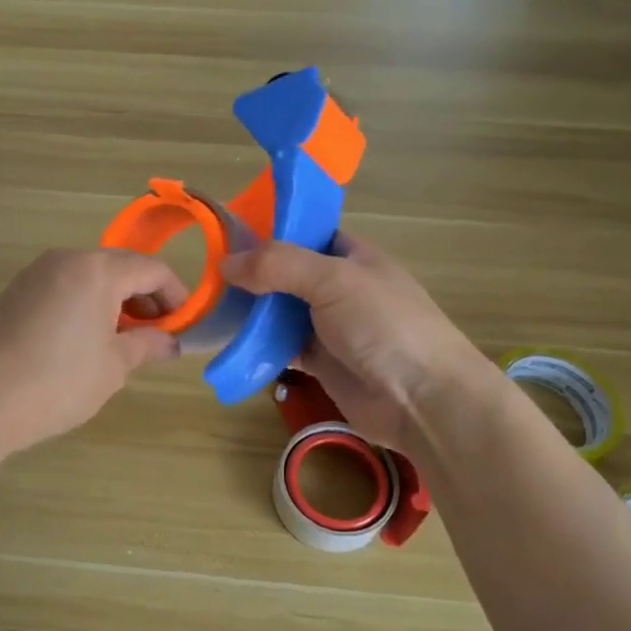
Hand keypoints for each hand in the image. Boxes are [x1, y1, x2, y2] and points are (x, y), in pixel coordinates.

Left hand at [0, 249, 185, 456]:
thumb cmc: (58, 383)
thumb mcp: (114, 366)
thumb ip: (148, 345)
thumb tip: (171, 342)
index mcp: (96, 269)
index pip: (151, 269)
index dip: (176, 295)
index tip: (185, 325)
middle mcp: (65, 259)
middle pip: (120, 267)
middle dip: (145, 298)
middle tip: (157, 335)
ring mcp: (36, 274)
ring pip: (90, 276)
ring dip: (115, 301)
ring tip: (124, 341)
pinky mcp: (16, 292)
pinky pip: (64, 287)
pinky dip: (86, 304)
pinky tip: (87, 340)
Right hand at [222, 233, 485, 453]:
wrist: (421, 398)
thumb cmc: (383, 324)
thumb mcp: (332, 279)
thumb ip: (278, 265)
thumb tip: (225, 263)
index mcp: (353, 256)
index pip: (306, 233)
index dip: (271, 232)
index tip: (229, 235)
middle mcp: (341, 287)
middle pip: (288, 274)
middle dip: (253, 275)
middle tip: (209, 276)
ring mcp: (331, 327)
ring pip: (282, 312)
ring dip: (253, 312)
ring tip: (211, 307)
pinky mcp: (321, 362)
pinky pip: (283, 347)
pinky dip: (260, 346)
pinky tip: (232, 343)